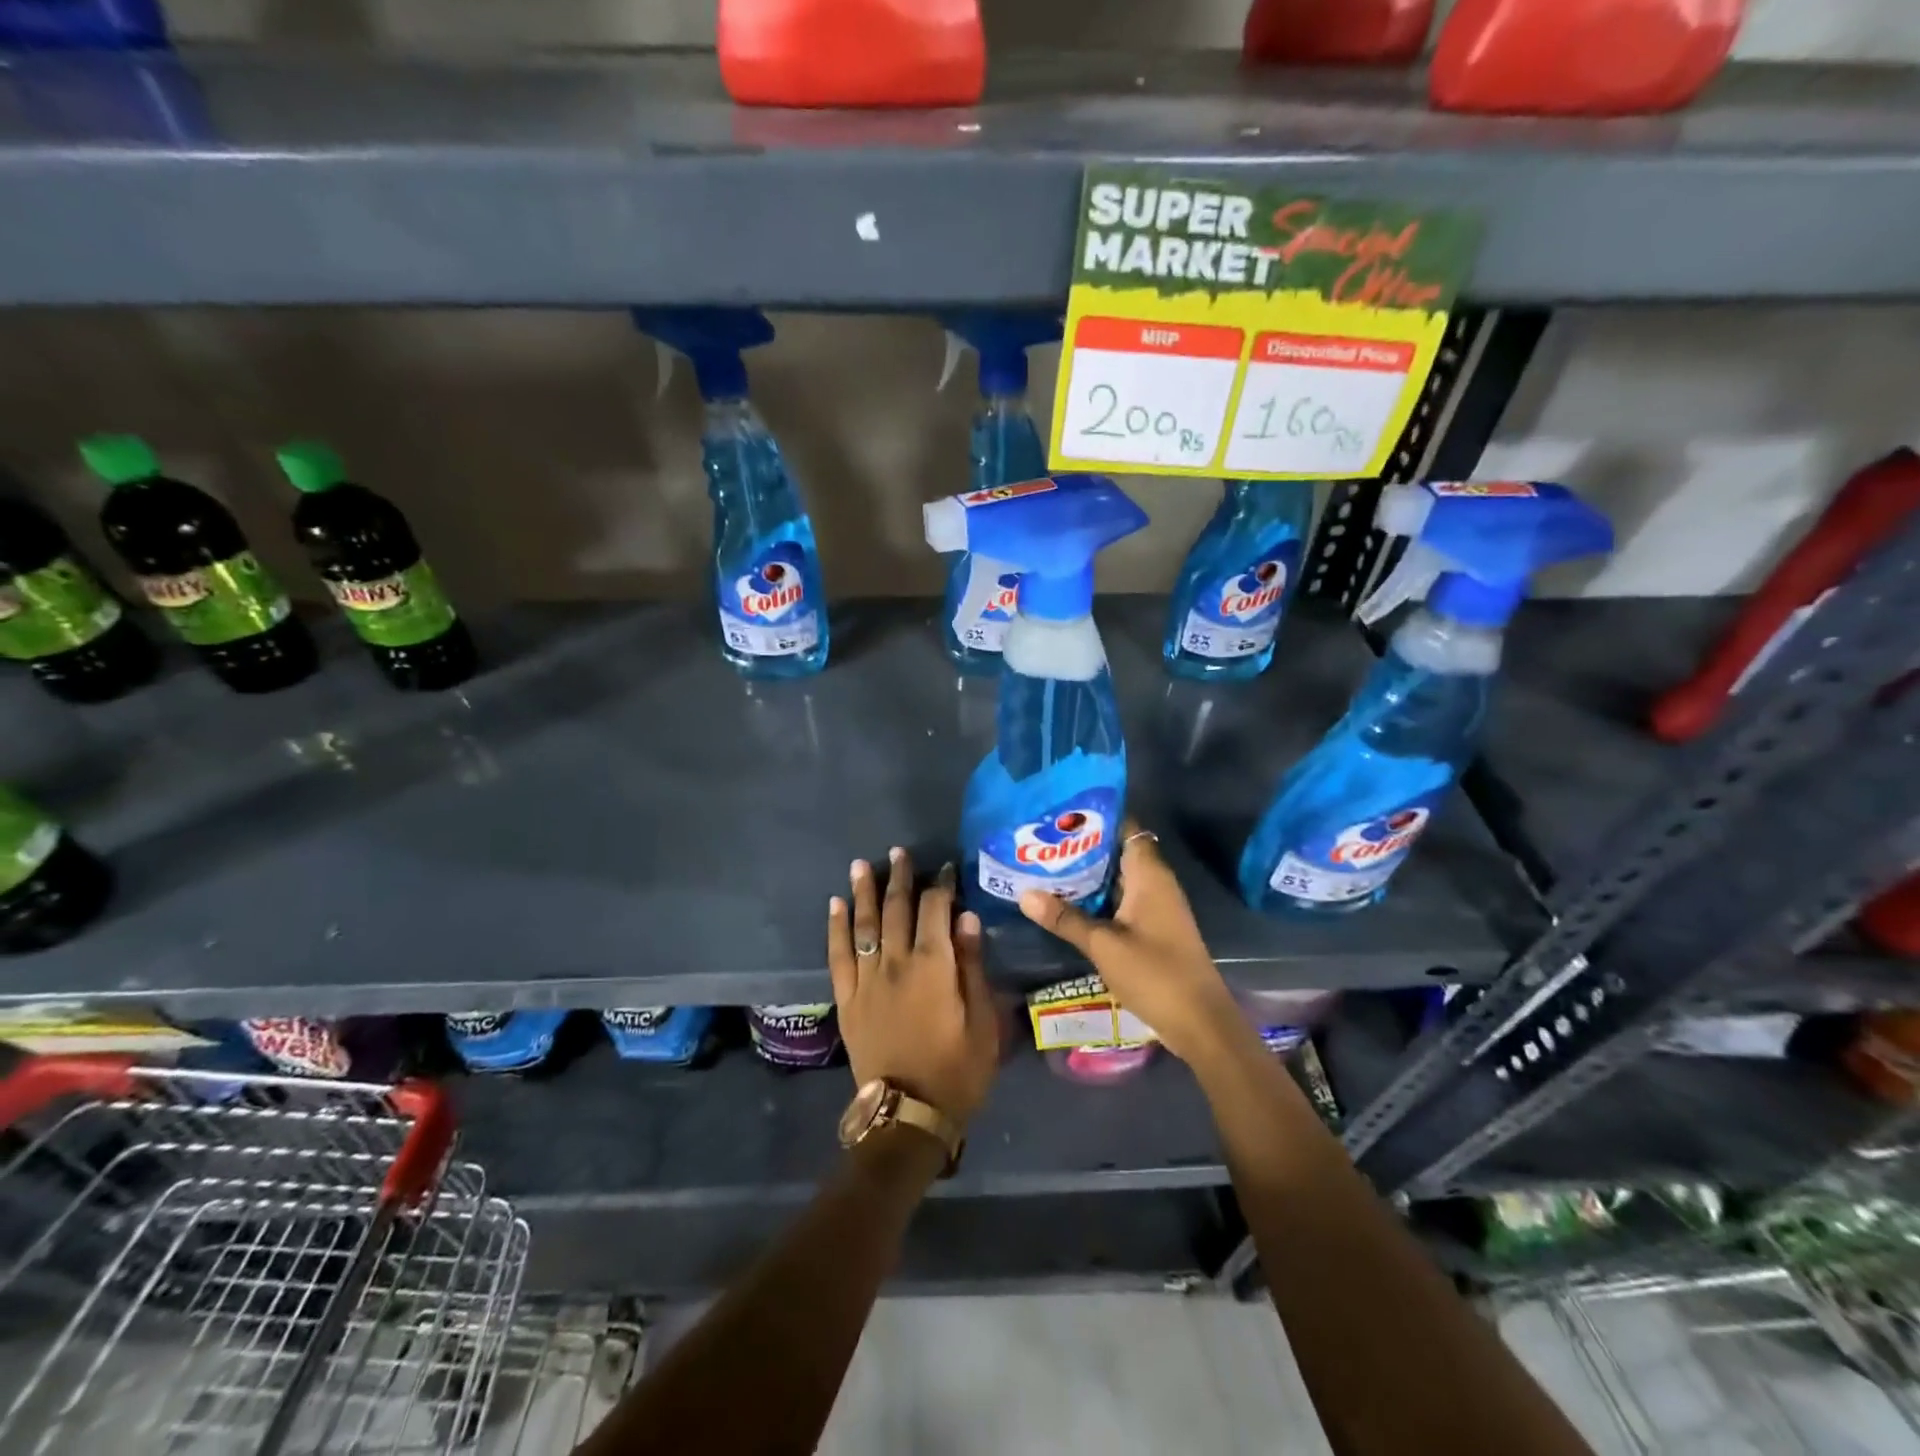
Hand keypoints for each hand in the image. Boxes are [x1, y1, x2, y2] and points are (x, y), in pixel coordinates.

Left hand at [828, 848, 998, 1126]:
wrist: (907, 1114)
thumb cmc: (957, 1070)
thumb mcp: (983, 1021)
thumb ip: (971, 965)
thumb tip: (965, 917)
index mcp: (933, 966)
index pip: (935, 910)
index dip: (941, 886)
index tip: (946, 869)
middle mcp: (896, 963)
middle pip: (896, 909)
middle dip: (900, 878)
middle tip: (900, 852)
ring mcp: (867, 979)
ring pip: (864, 925)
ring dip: (863, 892)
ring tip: (861, 865)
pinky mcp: (847, 998)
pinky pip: (838, 955)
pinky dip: (836, 927)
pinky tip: (835, 905)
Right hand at [1018, 821, 1242, 1064]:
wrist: (1200, 1022)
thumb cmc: (1155, 974)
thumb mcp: (1103, 945)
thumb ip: (1064, 918)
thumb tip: (1025, 894)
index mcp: (1149, 875)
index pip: (1125, 828)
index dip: (1096, 818)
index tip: (1060, 814)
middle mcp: (1156, 883)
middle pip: (1118, 852)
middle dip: (1082, 847)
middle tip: (1042, 842)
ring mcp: (1156, 907)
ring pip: (1118, 879)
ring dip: (1087, 876)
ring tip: (1045, 867)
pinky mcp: (1153, 928)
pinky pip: (1121, 901)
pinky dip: (1097, 899)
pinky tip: (1067, 903)